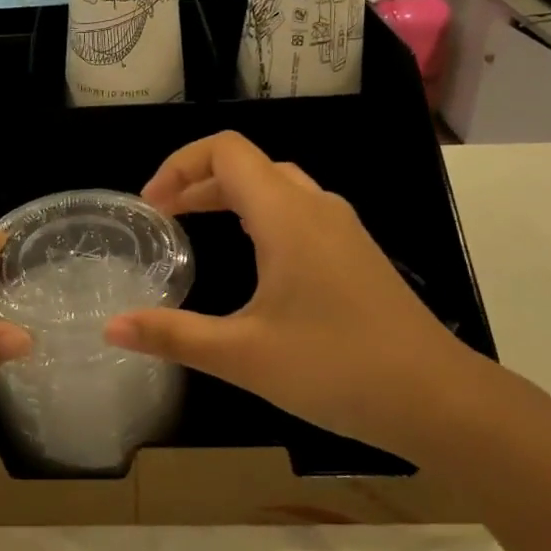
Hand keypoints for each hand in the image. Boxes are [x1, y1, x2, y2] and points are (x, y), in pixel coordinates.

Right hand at [104, 133, 491, 465]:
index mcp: (287, 215)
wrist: (439, 399)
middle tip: (161, 218)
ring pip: (275, 187)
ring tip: (193, 228)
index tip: (151, 206)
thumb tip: (110, 328)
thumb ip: (173, 336)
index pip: (226, 151)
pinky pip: (296, 211)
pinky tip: (251, 259)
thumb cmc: (337, 368)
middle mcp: (316, 207)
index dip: (179, 165)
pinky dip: (258, 216)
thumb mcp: (243, 355)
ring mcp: (342, 229)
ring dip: (228, 197)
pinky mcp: (355, 253)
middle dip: (196, 182)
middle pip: (247, 166)